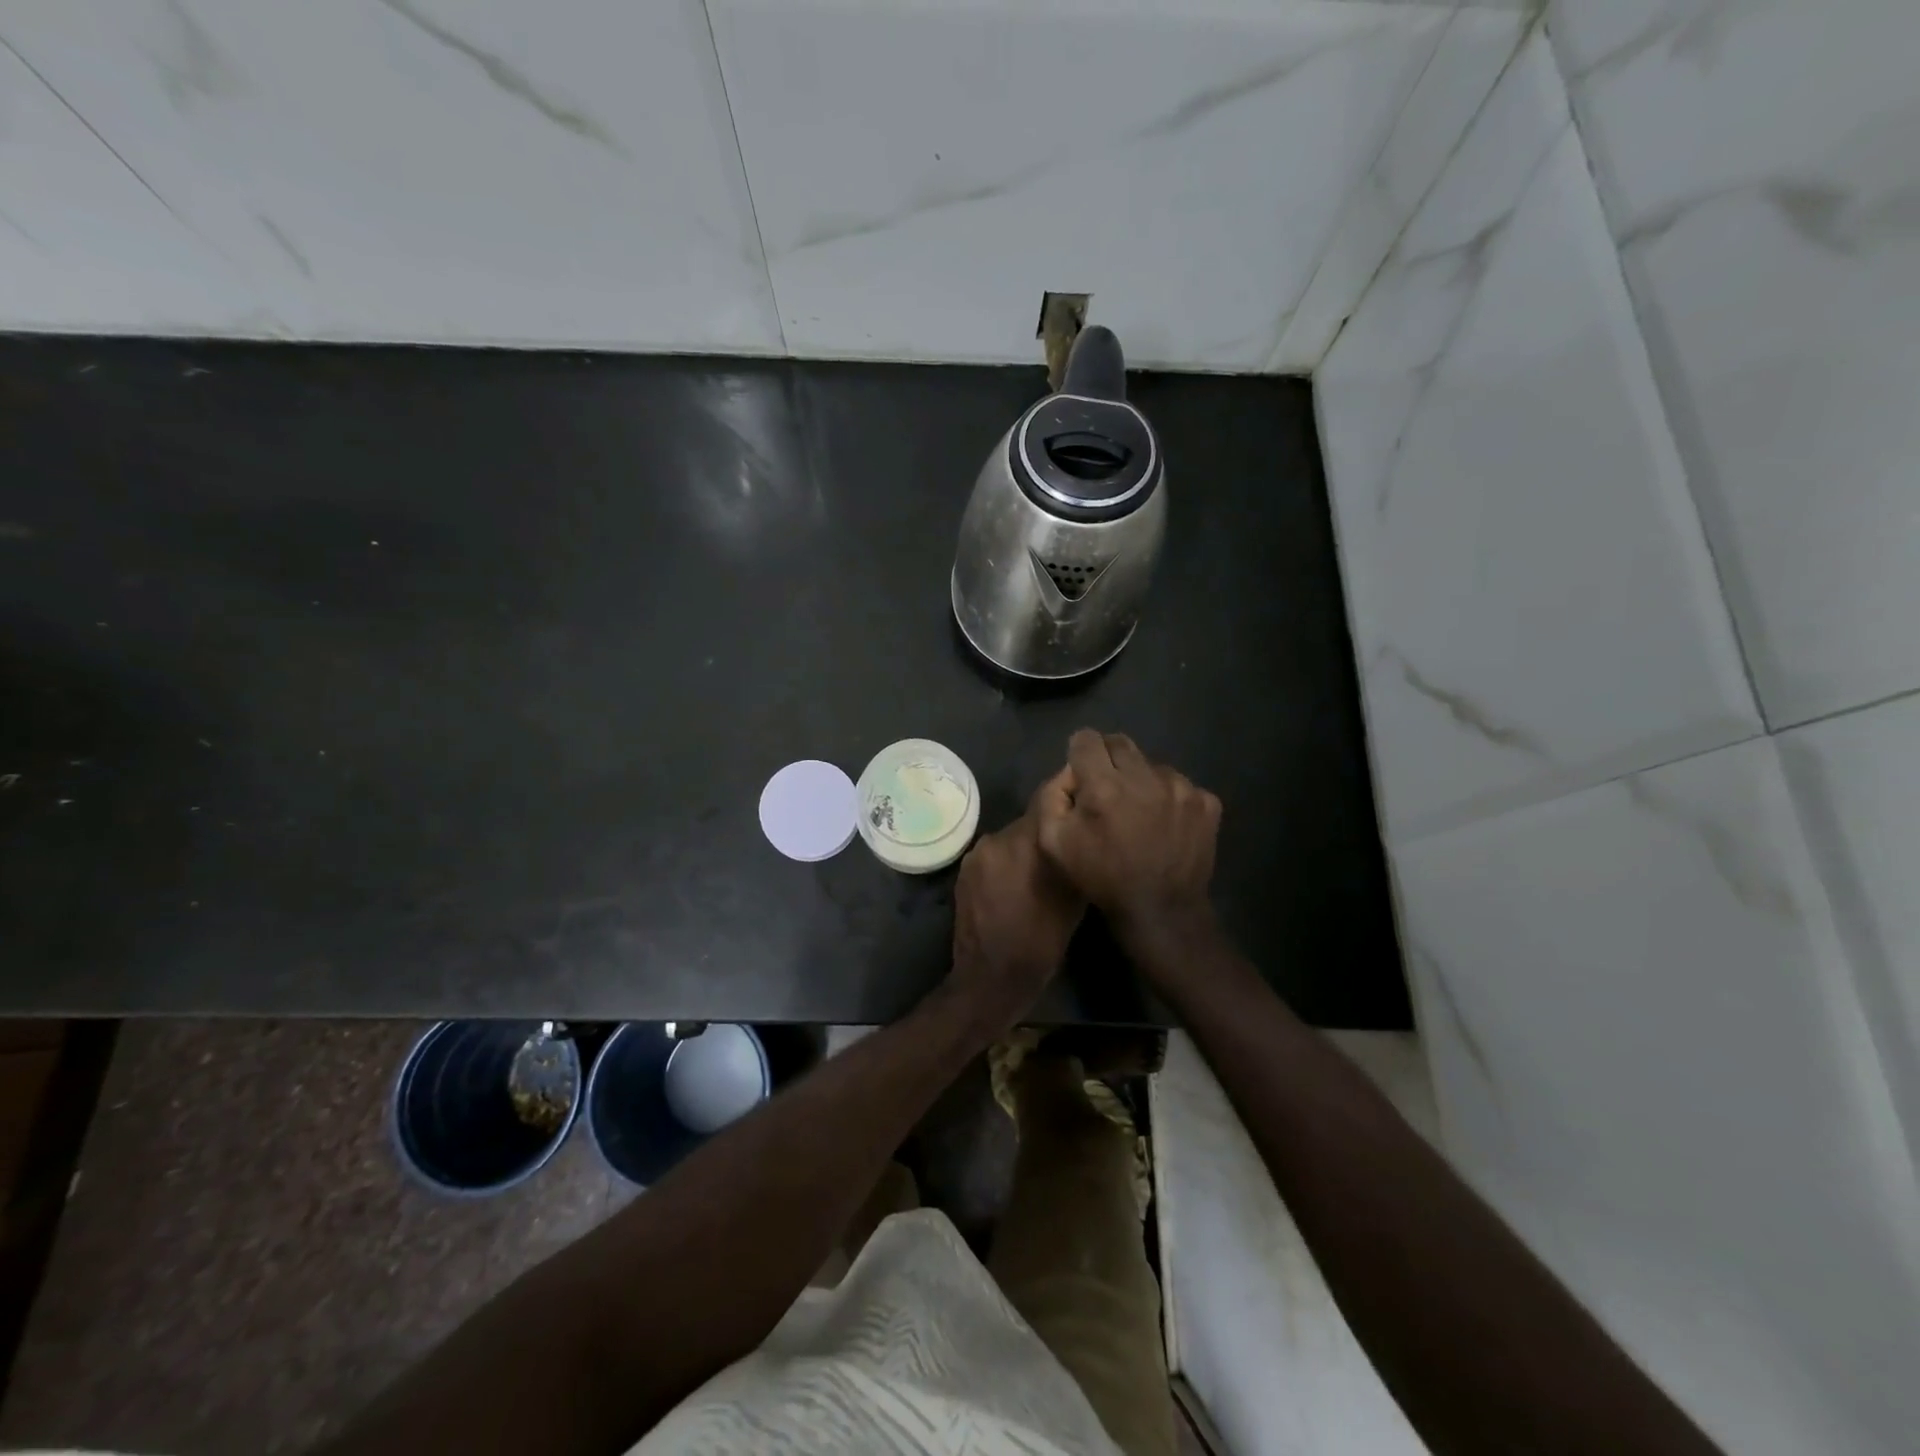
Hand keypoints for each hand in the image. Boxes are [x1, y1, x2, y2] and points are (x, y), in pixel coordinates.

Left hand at [949, 779, 1085, 1031]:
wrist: (989, 978)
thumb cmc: (1040, 943)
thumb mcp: (1073, 901)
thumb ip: (1074, 856)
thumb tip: (1084, 829)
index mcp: (1026, 842)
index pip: (1049, 796)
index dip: (1067, 794)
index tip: (1083, 797)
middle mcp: (997, 839)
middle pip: (1030, 820)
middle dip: (1047, 830)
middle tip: (1066, 845)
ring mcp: (976, 855)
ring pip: (1011, 839)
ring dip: (1025, 849)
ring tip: (1040, 873)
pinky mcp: (964, 871)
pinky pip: (993, 856)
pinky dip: (1006, 863)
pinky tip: (1015, 886)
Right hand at [1035, 730, 1221, 956]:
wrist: (1161, 912)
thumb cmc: (1102, 878)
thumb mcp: (1054, 843)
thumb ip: (1052, 797)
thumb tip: (1070, 773)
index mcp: (1104, 785)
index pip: (1087, 739)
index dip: (1080, 753)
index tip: (1082, 773)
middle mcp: (1144, 776)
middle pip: (1120, 743)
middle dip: (1108, 759)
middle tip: (1107, 789)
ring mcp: (1181, 787)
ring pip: (1152, 764)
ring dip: (1140, 779)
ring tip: (1139, 812)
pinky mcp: (1206, 802)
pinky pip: (1180, 785)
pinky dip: (1169, 797)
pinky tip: (1164, 824)